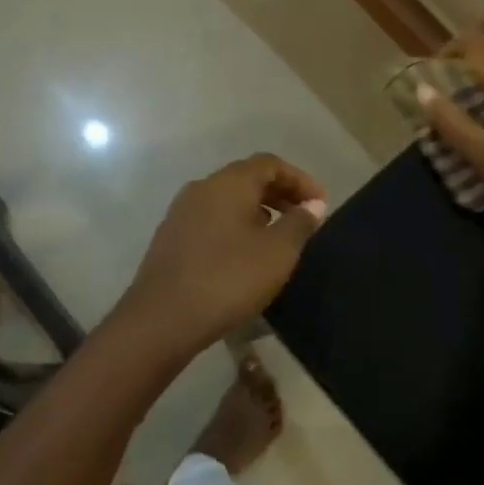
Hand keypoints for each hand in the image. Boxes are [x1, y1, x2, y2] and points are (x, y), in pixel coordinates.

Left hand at [116, 153, 327, 355]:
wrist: (162, 320)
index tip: (321, 204)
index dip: (300, 180)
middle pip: (247, 178)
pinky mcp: (171, 239)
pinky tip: (246, 255)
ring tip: (279, 237)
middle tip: (305, 218)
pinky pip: (212, 220)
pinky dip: (236, 227)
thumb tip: (313, 204)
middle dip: (280, 194)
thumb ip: (300, 223)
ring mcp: (181, 213)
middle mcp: (202, 188)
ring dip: (258, 211)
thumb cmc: (229, 279)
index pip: (270, 164)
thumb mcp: (278, 252)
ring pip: (228, 200)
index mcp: (228, 183)